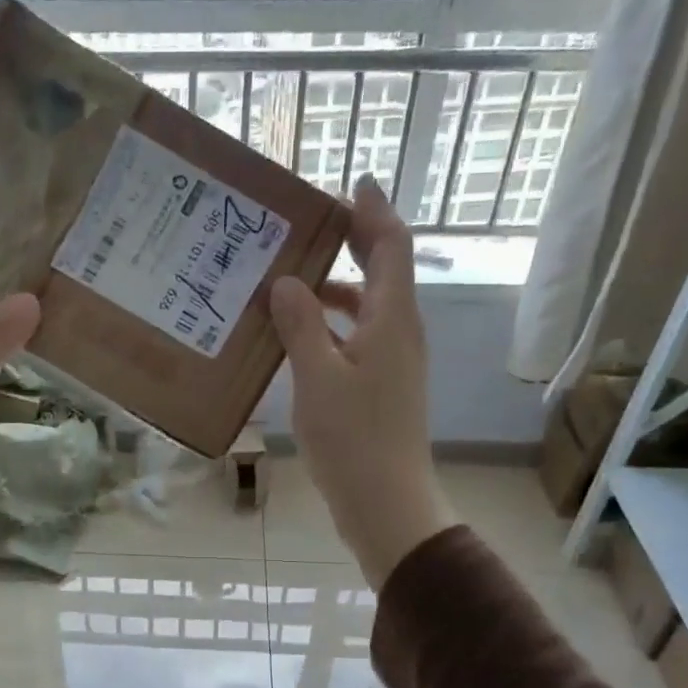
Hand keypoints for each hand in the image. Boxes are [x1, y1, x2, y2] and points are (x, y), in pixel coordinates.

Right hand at [267, 177, 453, 586]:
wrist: (385, 503)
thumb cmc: (354, 439)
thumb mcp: (318, 378)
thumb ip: (303, 326)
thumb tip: (287, 282)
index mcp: (392, 320)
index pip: (391, 247)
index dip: (373, 212)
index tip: (352, 183)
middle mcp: (400, 333)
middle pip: (384, 271)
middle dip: (354, 242)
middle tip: (313, 224)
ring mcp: (393, 363)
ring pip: (368, 307)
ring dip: (337, 287)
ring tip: (292, 279)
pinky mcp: (381, 388)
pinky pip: (358, 338)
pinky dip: (332, 325)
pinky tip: (298, 337)